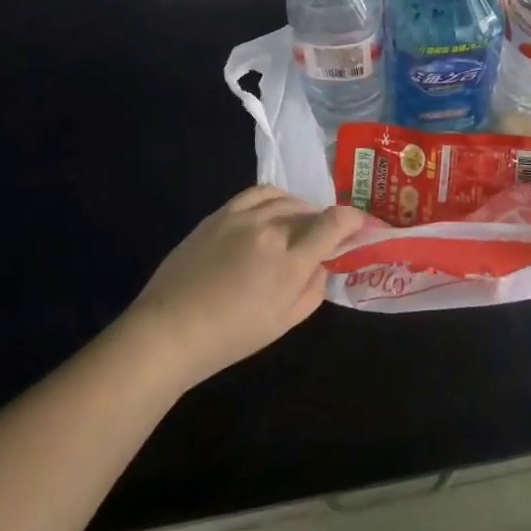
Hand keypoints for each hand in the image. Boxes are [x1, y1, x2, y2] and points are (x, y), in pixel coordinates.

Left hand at [122, 186, 362, 389]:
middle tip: (327, 235)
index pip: (334, 223)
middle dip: (325, 220)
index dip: (353, 219)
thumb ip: (313, 290)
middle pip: (310, 211)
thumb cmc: (231, 337)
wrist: (170, 329)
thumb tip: (322, 265)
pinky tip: (274, 210)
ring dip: (300, 208)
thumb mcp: (284, 323)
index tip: (360, 225)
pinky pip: (258, 193)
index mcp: (290, 261)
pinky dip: (275, 198)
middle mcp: (271, 229)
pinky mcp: (221, 213)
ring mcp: (243, 216)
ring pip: (285, 198)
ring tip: (300, 222)